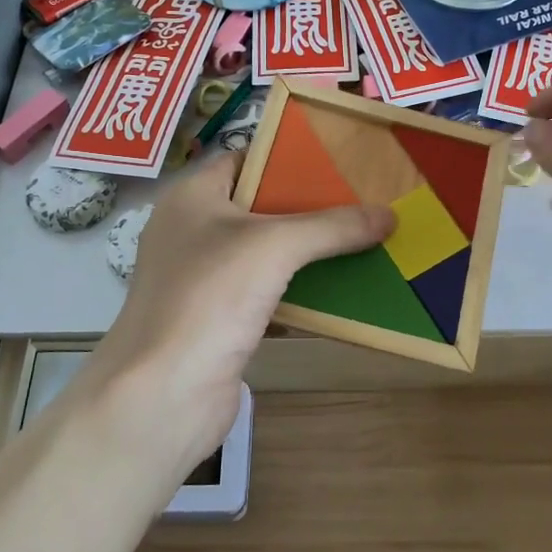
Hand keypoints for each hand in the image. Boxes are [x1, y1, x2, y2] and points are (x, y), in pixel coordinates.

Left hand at [76, 153, 393, 471]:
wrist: (163, 395)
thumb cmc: (209, 297)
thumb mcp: (275, 246)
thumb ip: (332, 226)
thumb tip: (389, 215)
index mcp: (193, 198)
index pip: (244, 159)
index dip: (288, 156)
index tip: (338, 158)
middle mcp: (194, 232)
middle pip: (260, 208)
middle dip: (310, 206)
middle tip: (363, 199)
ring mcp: (204, 280)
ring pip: (267, 255)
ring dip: (311, 252)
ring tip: (364, 239)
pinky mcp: (219, 322)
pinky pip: (268, 295)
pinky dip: (301, 293)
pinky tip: (343, 291)